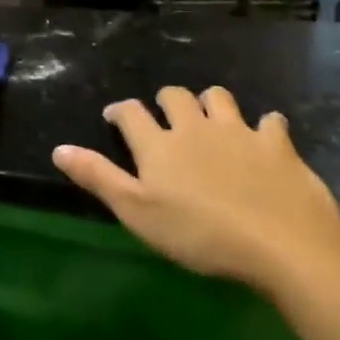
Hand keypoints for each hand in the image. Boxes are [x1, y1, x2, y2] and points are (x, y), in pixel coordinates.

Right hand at [53, 86, 339, 290]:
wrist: (280, 242)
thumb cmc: (200, 234)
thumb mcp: (138, 213)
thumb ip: (99, 178)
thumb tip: (58, 149)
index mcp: (159, 144)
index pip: (131, 114)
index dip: (120, 112)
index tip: (114, 117)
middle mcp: (195, 127)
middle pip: (175, 96)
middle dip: (167, 101)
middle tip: (166, 118)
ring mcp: (238, 131)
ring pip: (219, 98)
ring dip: (211, 104)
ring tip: (211, 119)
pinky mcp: (276, 144)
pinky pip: (270, 122)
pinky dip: (265, 127)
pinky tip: (265, 139)